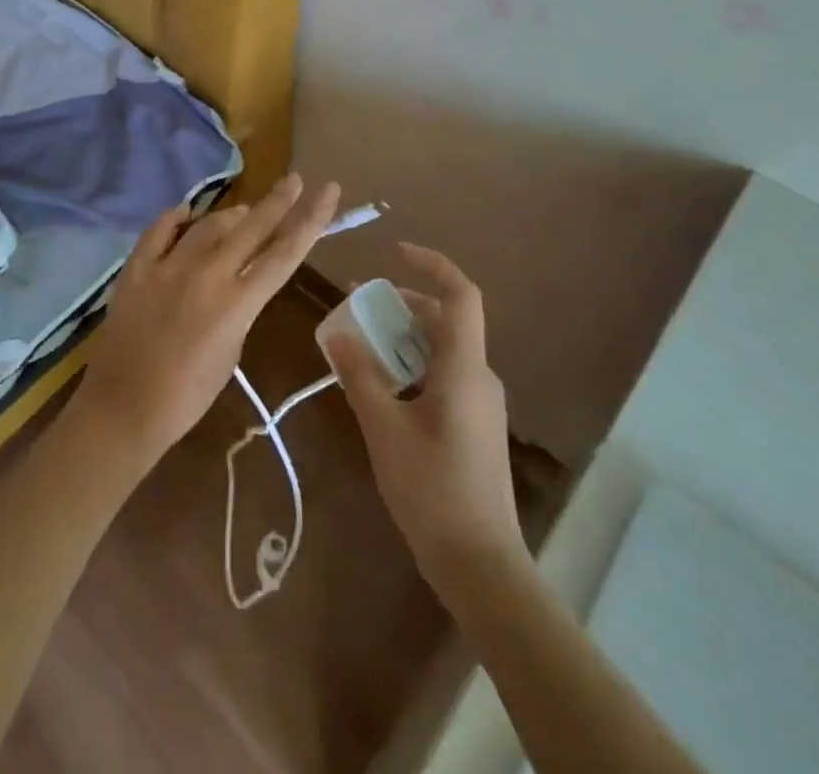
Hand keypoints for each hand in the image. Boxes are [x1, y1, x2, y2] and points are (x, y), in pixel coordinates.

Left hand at [73, 174, 341, 472]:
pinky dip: (176, 218)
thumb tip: (241, 278)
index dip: (311, 218)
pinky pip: (161, 229)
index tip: (328, 189)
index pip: (285, 252)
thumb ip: (242, 306)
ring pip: (209, 224)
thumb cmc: (188, 395)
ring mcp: (169, 266)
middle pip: (252, 226)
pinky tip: (186, 212)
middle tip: (293, 179)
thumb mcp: (232, 350)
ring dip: (231, 216)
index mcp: (238, 302)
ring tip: (243, 213)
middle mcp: (208, 274)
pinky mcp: (137, 267)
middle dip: (278, 200)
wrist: (124, 408)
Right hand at [326, 243, 527, 607]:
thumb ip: (360, 376)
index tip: (395, 253)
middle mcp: (479, 376)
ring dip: (404, 338)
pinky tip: (382, 388)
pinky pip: (444, 376)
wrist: (480, 564)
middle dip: (403, 305)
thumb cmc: (432, 490)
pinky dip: (413, 366)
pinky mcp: (475, 425)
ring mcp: (481, 403)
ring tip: (362, 345)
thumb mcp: (384, 429)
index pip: (461, 295)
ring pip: (443, 350)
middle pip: (446, 321)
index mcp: (463, 368)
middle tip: (359, 305)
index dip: (432, 265)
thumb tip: (337, 333)